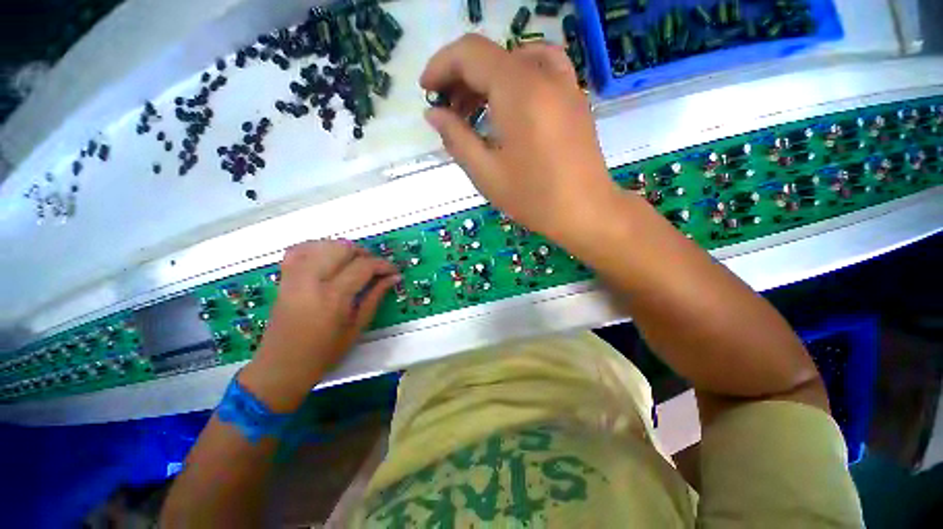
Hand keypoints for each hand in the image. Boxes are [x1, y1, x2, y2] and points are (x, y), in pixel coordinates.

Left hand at [238, 240, 398, 411]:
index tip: (393, 271)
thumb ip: (375, 297)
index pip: (363, 266)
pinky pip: (299, 249)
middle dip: (364, 253)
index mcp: (333, 297)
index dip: (383, 265)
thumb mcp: (357, 327)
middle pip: (343, 248)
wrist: (281, 367)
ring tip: (354, 263)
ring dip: (344, 249)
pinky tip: (328, 257)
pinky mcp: (284, 278)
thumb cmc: (324, 353)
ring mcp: (294, 277)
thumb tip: (394, 277)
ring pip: (323, 244)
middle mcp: (312, 280)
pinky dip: (317, 247)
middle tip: (375, 268)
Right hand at [420, 34, 624, 245]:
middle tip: (447, 110)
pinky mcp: (574, 98)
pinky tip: (508, 104)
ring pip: (515, 60)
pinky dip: (515, 79)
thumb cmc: (534, 198)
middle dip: (461, 77)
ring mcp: (564, 83)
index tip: (426, 91)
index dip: (441, 66)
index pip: (470, 53)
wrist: (586, 211)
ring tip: (473, 111)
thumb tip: (434, 114)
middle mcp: (544, 75)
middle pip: (492, 55)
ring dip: (486, 79)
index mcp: (519, 90)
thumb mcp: (486, 173)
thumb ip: (456, 138)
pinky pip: (540, 70)